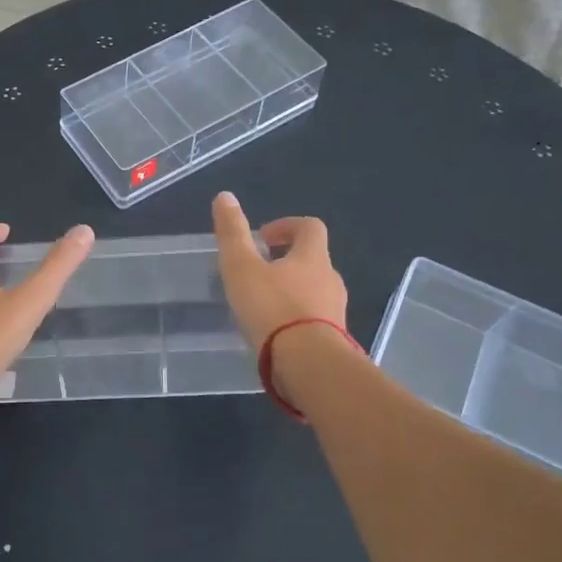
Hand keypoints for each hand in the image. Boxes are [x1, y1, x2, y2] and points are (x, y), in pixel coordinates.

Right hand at [212, 192, 347, 349]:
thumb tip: (225, 196)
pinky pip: (315, 321)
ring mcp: (336, 312)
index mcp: (313, 257)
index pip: (310, 227)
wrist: (309, 365)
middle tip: (257, 273)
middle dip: (287, 262)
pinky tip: (274, 335)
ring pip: (314, 292)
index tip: (264, 238)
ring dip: (292, 292)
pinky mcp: (335, 341)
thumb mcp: (241, 267)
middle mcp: (331, 280)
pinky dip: (296, 320)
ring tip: (262, 307)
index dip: (287, 226)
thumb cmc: (273, 308)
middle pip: (313, 261)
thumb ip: (232, 233)